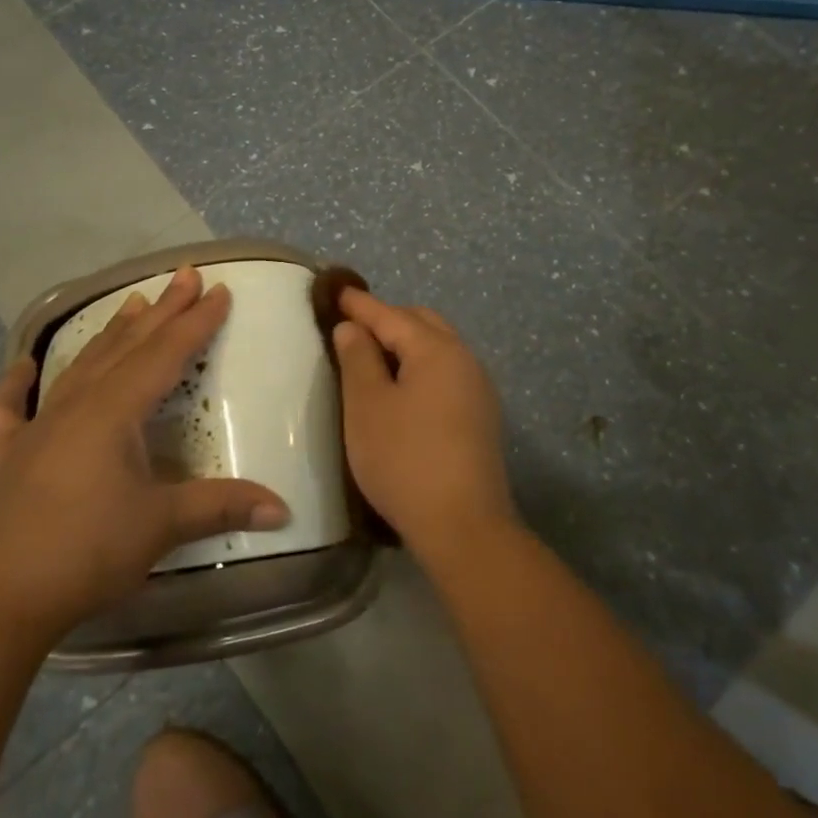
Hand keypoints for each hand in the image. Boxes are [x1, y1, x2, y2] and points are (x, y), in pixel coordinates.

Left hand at [0, 267, 289, 639]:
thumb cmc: (85, 551)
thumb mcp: (162, 526)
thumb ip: (222, 507)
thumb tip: (284, 508)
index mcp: (115, 411)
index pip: (166, 354)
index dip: (196, 322)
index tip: (220, 290)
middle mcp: (77, 406)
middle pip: (127, 347)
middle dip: (161, 311)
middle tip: (185, 276)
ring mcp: (36, 429)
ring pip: (81, 367)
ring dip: (110, 334)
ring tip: (131, 303)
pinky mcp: (6, 458)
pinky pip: (9, 410)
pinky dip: (14, 385)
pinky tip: (21, 367)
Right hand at [330, 289, 515, 560]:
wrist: (464, 526)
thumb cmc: (405, 460)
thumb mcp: (367, 407)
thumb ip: (358, 359)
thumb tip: (354, 327)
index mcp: (436, 350)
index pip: (391, 315)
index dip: (361, 304)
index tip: (336, 291)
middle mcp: (464, 359)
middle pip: (422, 324)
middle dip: (388, 320)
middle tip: (353, 328)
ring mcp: (478, 388)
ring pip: (438, 348)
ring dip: (407, 345)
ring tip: (374, 358)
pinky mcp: (481, 416)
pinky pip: (446, 373)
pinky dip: (421, 368)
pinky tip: (403, 390)